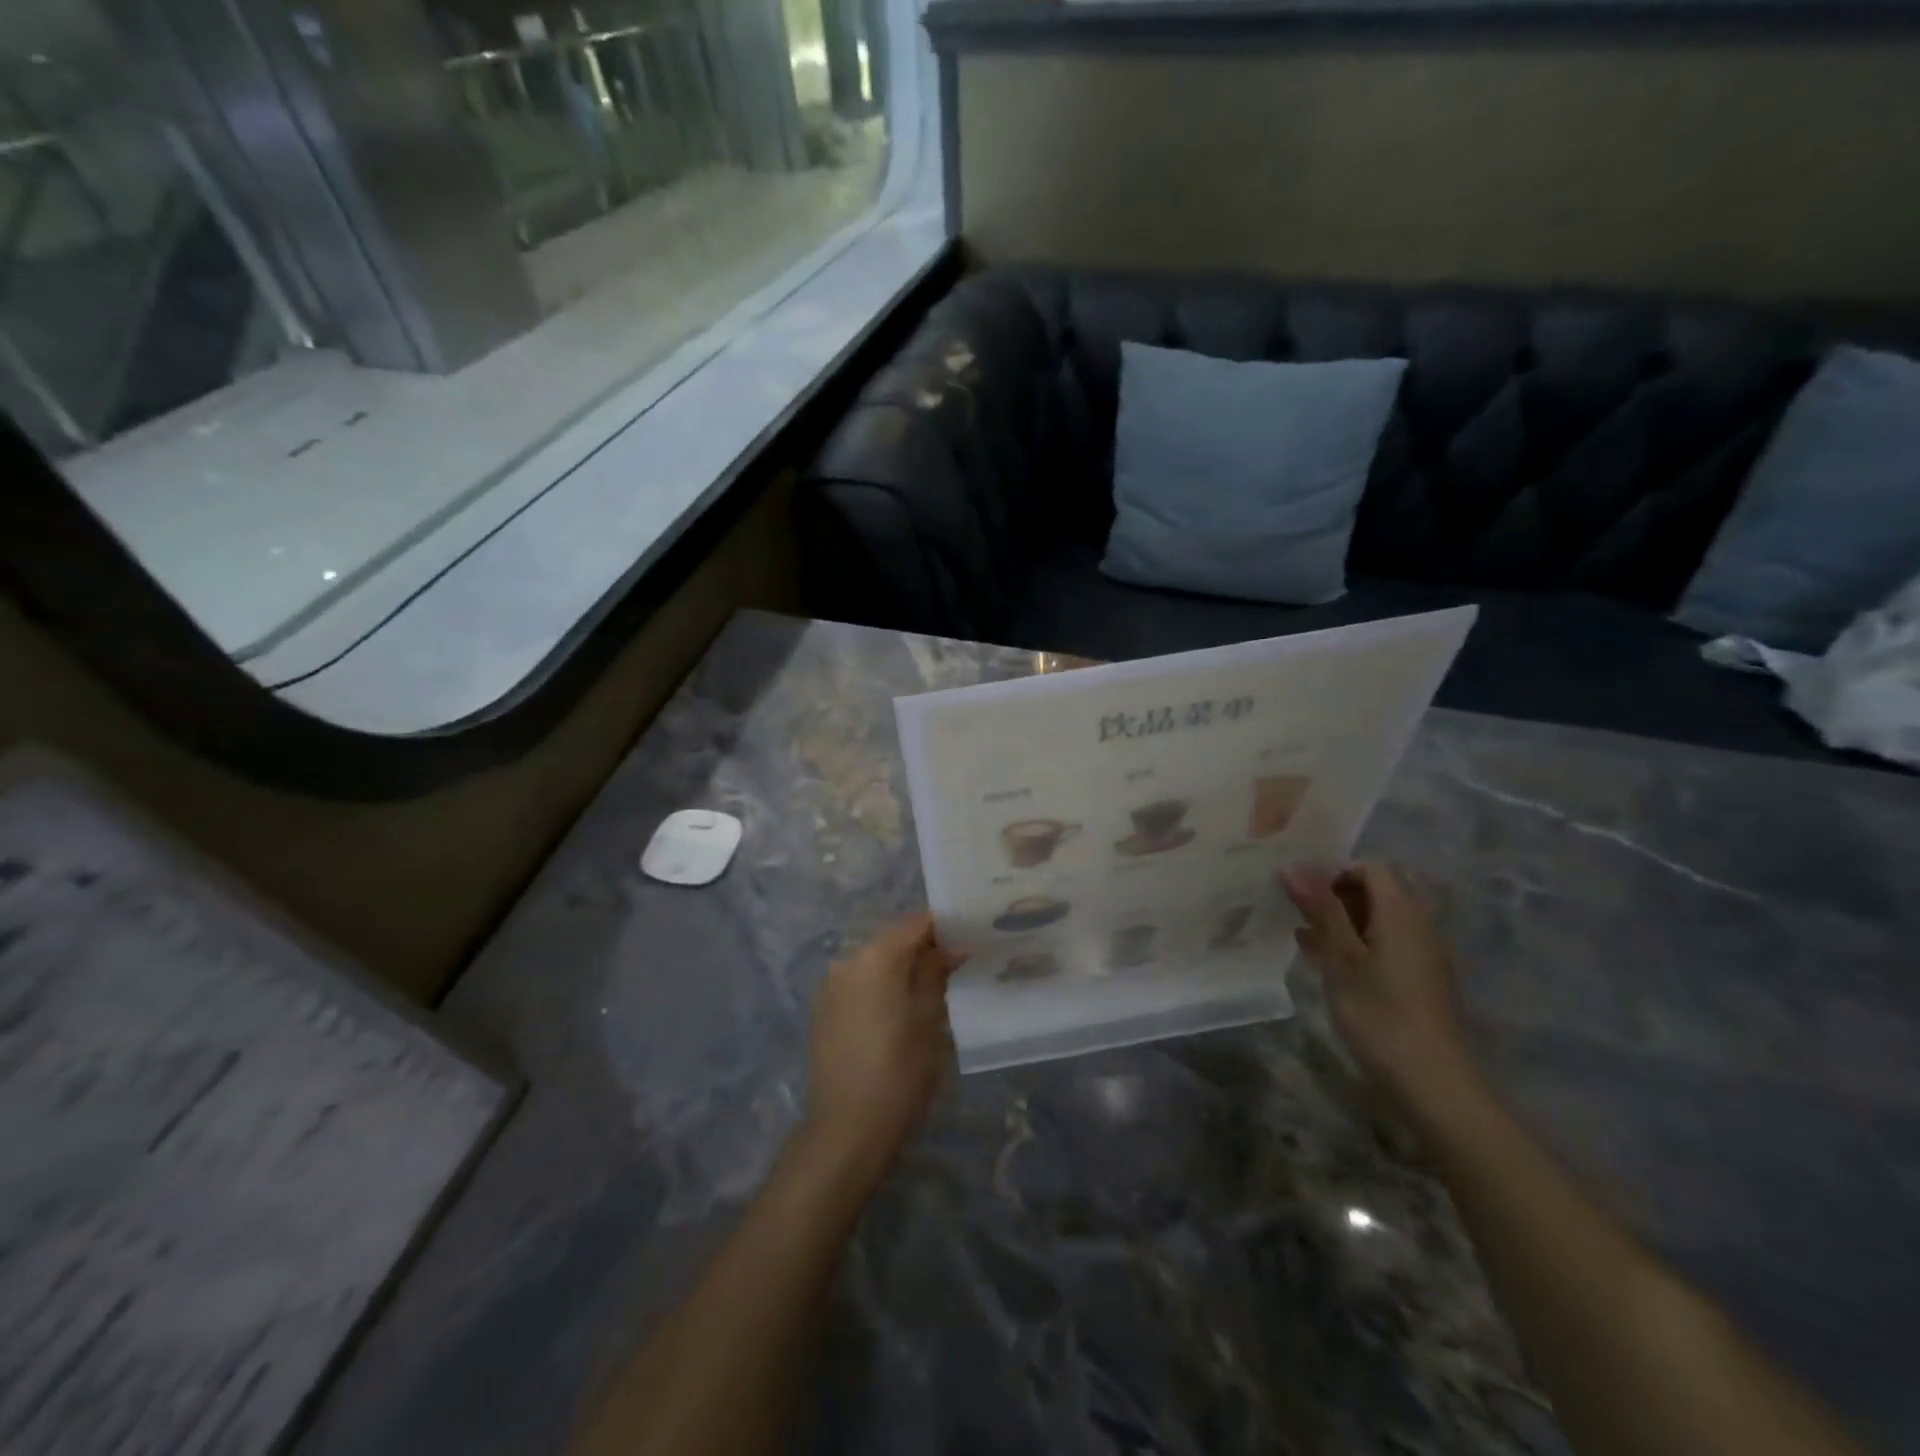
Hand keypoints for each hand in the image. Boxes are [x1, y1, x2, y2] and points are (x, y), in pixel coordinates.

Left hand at [802, 913, 963, 1177]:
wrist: (846, 1129)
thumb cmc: (901, 1071)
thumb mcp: (930, 1018)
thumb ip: (936, 973)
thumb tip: (952, 947)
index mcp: (877, 956)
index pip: (917, 923)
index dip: (945, 928)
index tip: (968, 939)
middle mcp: (848, 959)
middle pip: (893, 939)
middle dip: (923, 947)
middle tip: (954, 965)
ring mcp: (830, 984)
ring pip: (874, 961)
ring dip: (900, 967)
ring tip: (928, 989)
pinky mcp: (822, 1009)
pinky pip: (858, 982)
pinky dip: (879, 985)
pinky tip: (896, 1010)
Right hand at [1280, 863, 1474, 1106]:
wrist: (1433, 1082)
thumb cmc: (1381, 1014)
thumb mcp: (1341, 959)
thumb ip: (1321, 910)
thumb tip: (1293, 865)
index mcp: (1402, 914)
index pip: (1373, 868)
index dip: (1337, 873)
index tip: (1305, 895)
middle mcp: (1419, 926)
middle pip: (1379, 891)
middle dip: (1337, 897)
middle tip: (1302, 917)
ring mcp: (1424, 955)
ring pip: (1381, 920)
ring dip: (1344, 923)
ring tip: (1307, 941)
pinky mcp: (1422, 980)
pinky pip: (1387, 944)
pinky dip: (1359, 945)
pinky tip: (1331, 967)